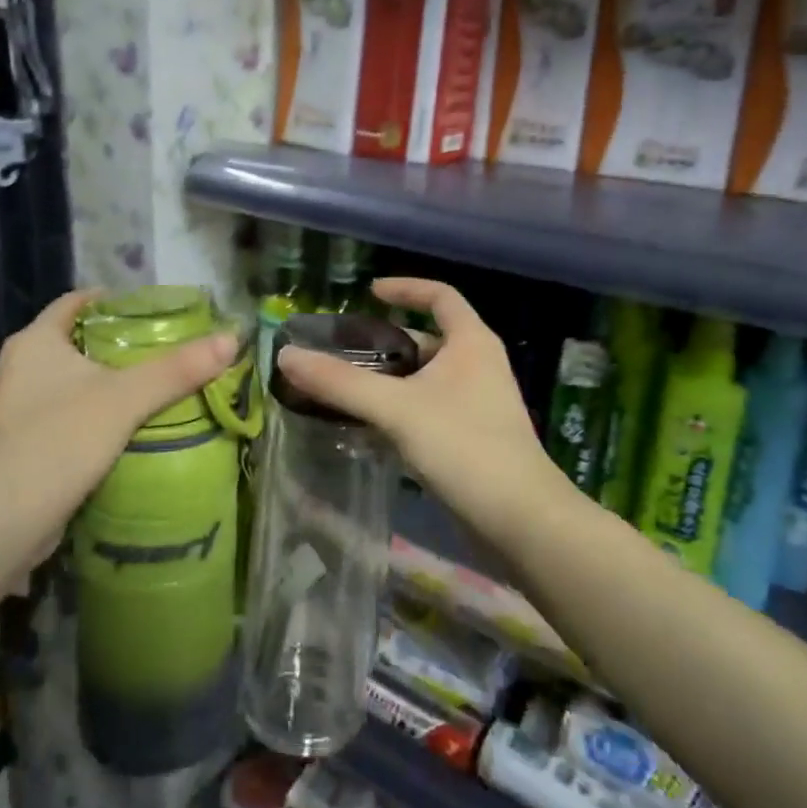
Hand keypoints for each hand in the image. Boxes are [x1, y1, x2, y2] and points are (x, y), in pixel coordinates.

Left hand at [0, 289, 238, 584]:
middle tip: (160, 350)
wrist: (3, 522)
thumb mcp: (126, 399)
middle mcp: (15, 368)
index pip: (75, 302)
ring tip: (147, 389)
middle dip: (114, 344)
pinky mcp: (16, 446)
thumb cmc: (60, 441)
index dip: (113, 300)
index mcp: (33, 342)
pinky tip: (120, 430)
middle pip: (73, 342)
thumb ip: (177, 369)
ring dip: (101, 383)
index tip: (151, 310)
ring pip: (66, 382)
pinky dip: (88, 415)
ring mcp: (12, 409)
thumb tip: (231, 338)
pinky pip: (60, 415)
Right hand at [276, 277, 560, 542]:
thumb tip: (286, 355)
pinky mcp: (474, 436)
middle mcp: (479, 365)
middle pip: (428, 338)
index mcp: (471, 343)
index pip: (440, 296)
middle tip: (344, 351)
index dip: (405, 288)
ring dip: (391, 378)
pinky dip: (401, 408)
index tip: (369, 293)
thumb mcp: (396, 409)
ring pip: (427, 377)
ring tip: (347, 388)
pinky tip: (371, 427)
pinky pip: (430, 407)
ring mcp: (479, 403)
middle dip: (387, 342)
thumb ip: (340, 382)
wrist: (520, 519)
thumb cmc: (463, 447)